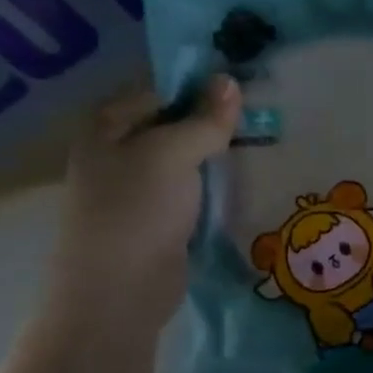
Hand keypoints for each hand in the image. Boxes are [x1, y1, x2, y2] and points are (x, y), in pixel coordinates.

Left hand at [45, 76, 240, 333]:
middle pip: (174, 123)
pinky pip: (193, 189)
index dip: (200, 85)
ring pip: (187, 157)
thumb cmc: (137, 211)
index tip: (245, 86)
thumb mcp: (172, 154)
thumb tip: (229, 79)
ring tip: (264, 141)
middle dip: (214, 120)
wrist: (119, 292)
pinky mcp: (161, 218)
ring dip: (219, 153)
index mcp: (107, 125)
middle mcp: (118, 151)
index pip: (160, 89)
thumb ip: (204, 119)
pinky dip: (216, 183)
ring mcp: (139, 187)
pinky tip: (247, 178)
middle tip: (263, 114)